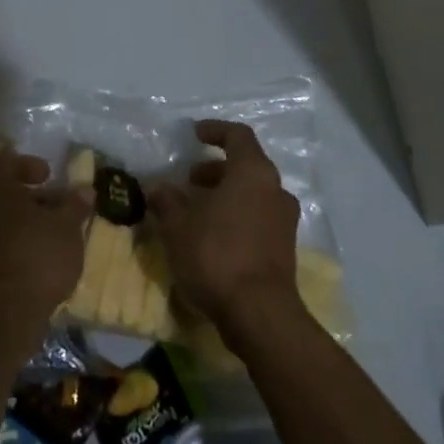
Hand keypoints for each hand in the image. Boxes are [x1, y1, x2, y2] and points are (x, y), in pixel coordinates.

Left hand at [0, 149, 87, 332]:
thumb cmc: (35, 257)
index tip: (48, 177)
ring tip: (42, 233)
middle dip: (22, 195)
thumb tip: (85, 189)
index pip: (4, 160)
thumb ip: (74, 205)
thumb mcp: (66, 228)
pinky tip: (26, 257)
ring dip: (13, 220)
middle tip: (48, 204)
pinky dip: (3, 242)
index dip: (29, 166)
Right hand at [149, 120, 303, 343]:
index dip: (215, 130)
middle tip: (189, 181)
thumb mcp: (178, 226)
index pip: (238, 136)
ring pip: (253, 193)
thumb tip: (158, 187)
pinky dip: (236, 215)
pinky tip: (212, 235)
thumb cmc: (217, 255)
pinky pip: (258, 217)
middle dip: (216, 169)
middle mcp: (275, 190)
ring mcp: (284, 220)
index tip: (194, 134)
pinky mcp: (285, 247)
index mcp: (253, 172)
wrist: (259, 313)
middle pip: (246, 166)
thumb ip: (167, 200)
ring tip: (196, 210)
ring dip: (225, 194)